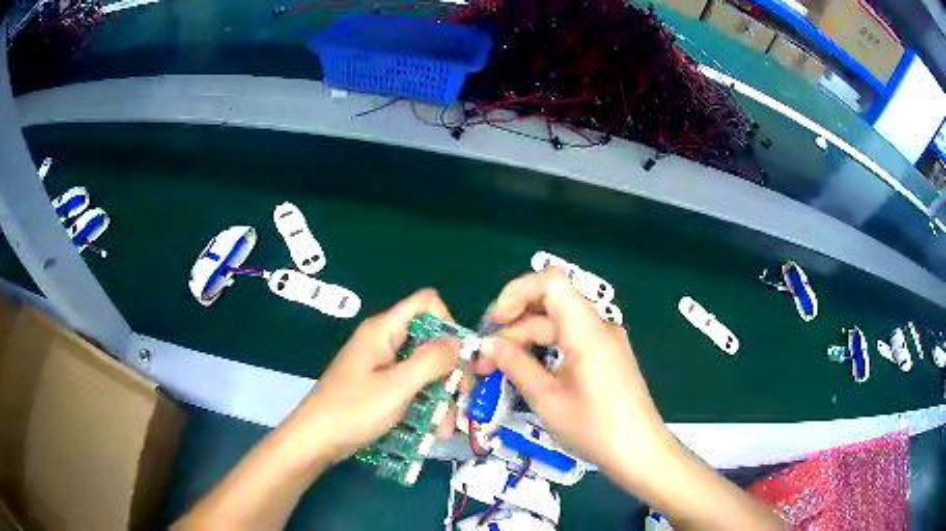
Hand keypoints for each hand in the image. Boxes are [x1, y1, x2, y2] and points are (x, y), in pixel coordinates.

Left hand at [282, 289, 460, 464]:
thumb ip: (430, 361)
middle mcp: (385, 343)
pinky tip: (433, 431)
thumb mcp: (397, 386)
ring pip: (425, 371)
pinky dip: (425, 407)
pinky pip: (412, 389)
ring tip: (445, 429)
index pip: (426, 303)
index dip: (447, 323)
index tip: (457, 357)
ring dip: (440, 398)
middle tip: (461, 398)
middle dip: (449, 371)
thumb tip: (458, 343)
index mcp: (384, 330)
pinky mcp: (381, 388)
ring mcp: (383, 367)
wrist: (317, 440)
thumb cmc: (353, 409)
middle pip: (430, 341)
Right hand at [477, 269, 672, 488]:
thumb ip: (516, 365)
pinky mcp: (605, 357)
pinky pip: (569, 341)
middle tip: (484, 358)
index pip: (551, 281)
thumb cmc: (595, 428)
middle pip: (549, 306)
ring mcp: (604, 341)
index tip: (495, 322)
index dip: (517, 292)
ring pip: (557, 326)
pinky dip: (544, 351)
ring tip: (496, 370)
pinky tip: (526, 373)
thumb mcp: (547, 399)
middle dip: (513, 326)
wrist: (640, 452)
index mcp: (586, 329)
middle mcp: (597, 326)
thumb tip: (487, 344)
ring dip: (525, 342)